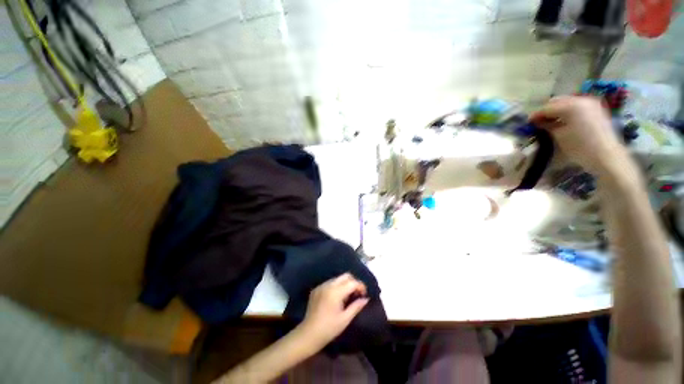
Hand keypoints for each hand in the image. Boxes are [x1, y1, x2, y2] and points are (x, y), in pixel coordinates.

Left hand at [299, 273, 368, 348]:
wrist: (308, 334)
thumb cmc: (329, 329)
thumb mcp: (345, 319)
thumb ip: (356, 306)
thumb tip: (366, 299)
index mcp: (336, 292)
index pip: (352, 282)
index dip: (361, 286)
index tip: (365, 294)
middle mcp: (328, 284)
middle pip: (345, 276)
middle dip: (354, 282)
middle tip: (357, 293)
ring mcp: (321, 285)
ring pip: (338, 278)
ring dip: (345, 284)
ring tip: (348, 296)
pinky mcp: (317, 289)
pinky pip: (330, 282)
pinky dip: (337, 286)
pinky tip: (337, 298)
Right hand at [531, 96, 631, 176]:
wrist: (606, 156)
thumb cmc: (579, 147)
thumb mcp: (558, 136)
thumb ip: (546, 126)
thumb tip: (537, 122)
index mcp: (570, 106)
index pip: (547, 108)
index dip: (535, 115)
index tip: (528, 123)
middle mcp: (581, 100)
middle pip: (557, 101)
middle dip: (546, 111)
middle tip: (538, 122)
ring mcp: (590, 104)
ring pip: (567, 103)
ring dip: (557, 111)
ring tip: (550, 122)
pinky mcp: (596, 109)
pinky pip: (576, 106)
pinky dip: (567, 112)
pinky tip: (563, 121)